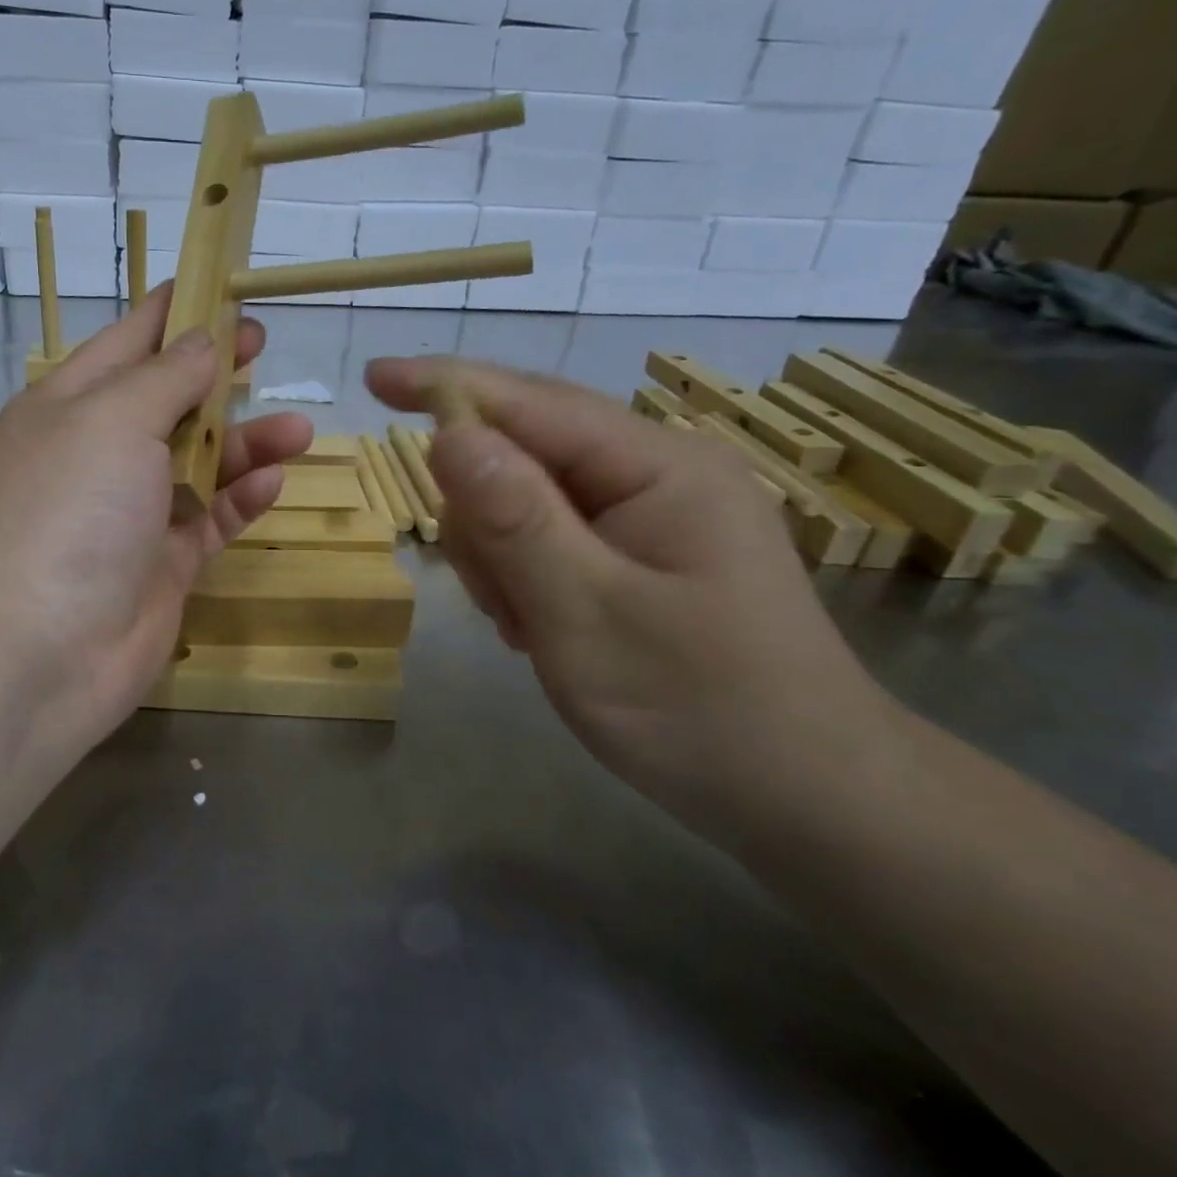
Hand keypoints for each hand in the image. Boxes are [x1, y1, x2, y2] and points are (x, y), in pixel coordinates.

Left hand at [0, 287, 313, 756]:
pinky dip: (239, 500)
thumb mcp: (112, 419)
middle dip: (214, 374)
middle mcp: (96, 456)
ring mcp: (129, 515)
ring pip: (197, 463)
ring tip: (298, 428)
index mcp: (67, 407)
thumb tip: (200, 341)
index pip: (126, 343)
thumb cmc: (67, 509)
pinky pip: (208, 520)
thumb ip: (165, 377)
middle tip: (264, 347)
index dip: (172, 312)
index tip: (220, 285)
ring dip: (244, 442)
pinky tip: (273, 482)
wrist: (35, 651)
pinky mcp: (160, 566)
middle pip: (166, 401)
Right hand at [367, 356, 885, 819]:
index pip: (531, 403)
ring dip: (502, 555)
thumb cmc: (699, 709)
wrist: (805, 798)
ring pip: (524, 499)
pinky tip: (542, 625)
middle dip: (482, 512)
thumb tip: (447, 432)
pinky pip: (547, 537)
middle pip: (524, 450)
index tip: (371, 378)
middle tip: (494, 594)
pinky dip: (523, 576)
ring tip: (528, 625)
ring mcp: (648, 513)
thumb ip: (514, 519)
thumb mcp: (586, 615)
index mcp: (658, 466)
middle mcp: (655, 472)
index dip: (445, 386)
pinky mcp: (638, 552)